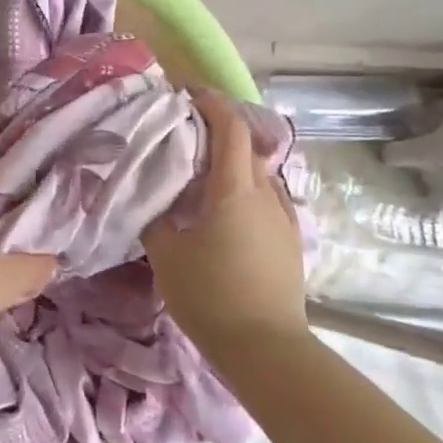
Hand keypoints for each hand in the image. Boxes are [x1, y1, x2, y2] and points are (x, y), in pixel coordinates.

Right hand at [143, 90, 306, 351]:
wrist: (266, 348)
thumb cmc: (211, 295)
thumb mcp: (167, 255)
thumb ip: (156, 219)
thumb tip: (151, 199)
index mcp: (234, 189)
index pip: (230, 128)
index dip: (212, 104)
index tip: (188, 95)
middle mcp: (265, 194)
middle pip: (247, 146)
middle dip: (220, 131)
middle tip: (186, 135)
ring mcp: (283, 218)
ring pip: (259, 173)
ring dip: (235, 162)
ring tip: (205, 173)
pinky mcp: (290, 241)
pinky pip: (267, 199)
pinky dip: (246, 189)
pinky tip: (227, 210)